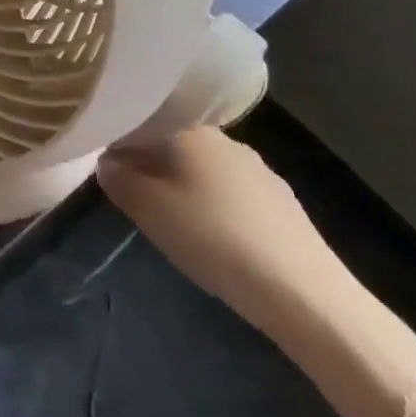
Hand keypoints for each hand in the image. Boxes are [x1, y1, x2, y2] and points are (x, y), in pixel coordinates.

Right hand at [98, 127, 346, 327]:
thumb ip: (118, 179)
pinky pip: (234, 192)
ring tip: (175, 220)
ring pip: (205, 167)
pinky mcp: (283, 202)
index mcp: (188, 129)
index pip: (141, 120)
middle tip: (137, 197)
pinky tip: (216, 238)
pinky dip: (217, 206)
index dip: (119, 141)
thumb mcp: (148, 210)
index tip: (108, 167)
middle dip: (152, 164)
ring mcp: (258, 168)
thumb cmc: (215, 239)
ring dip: (185, 185)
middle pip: (173, 141)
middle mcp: (223, 137)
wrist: (307, 295)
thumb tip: (108, 162)